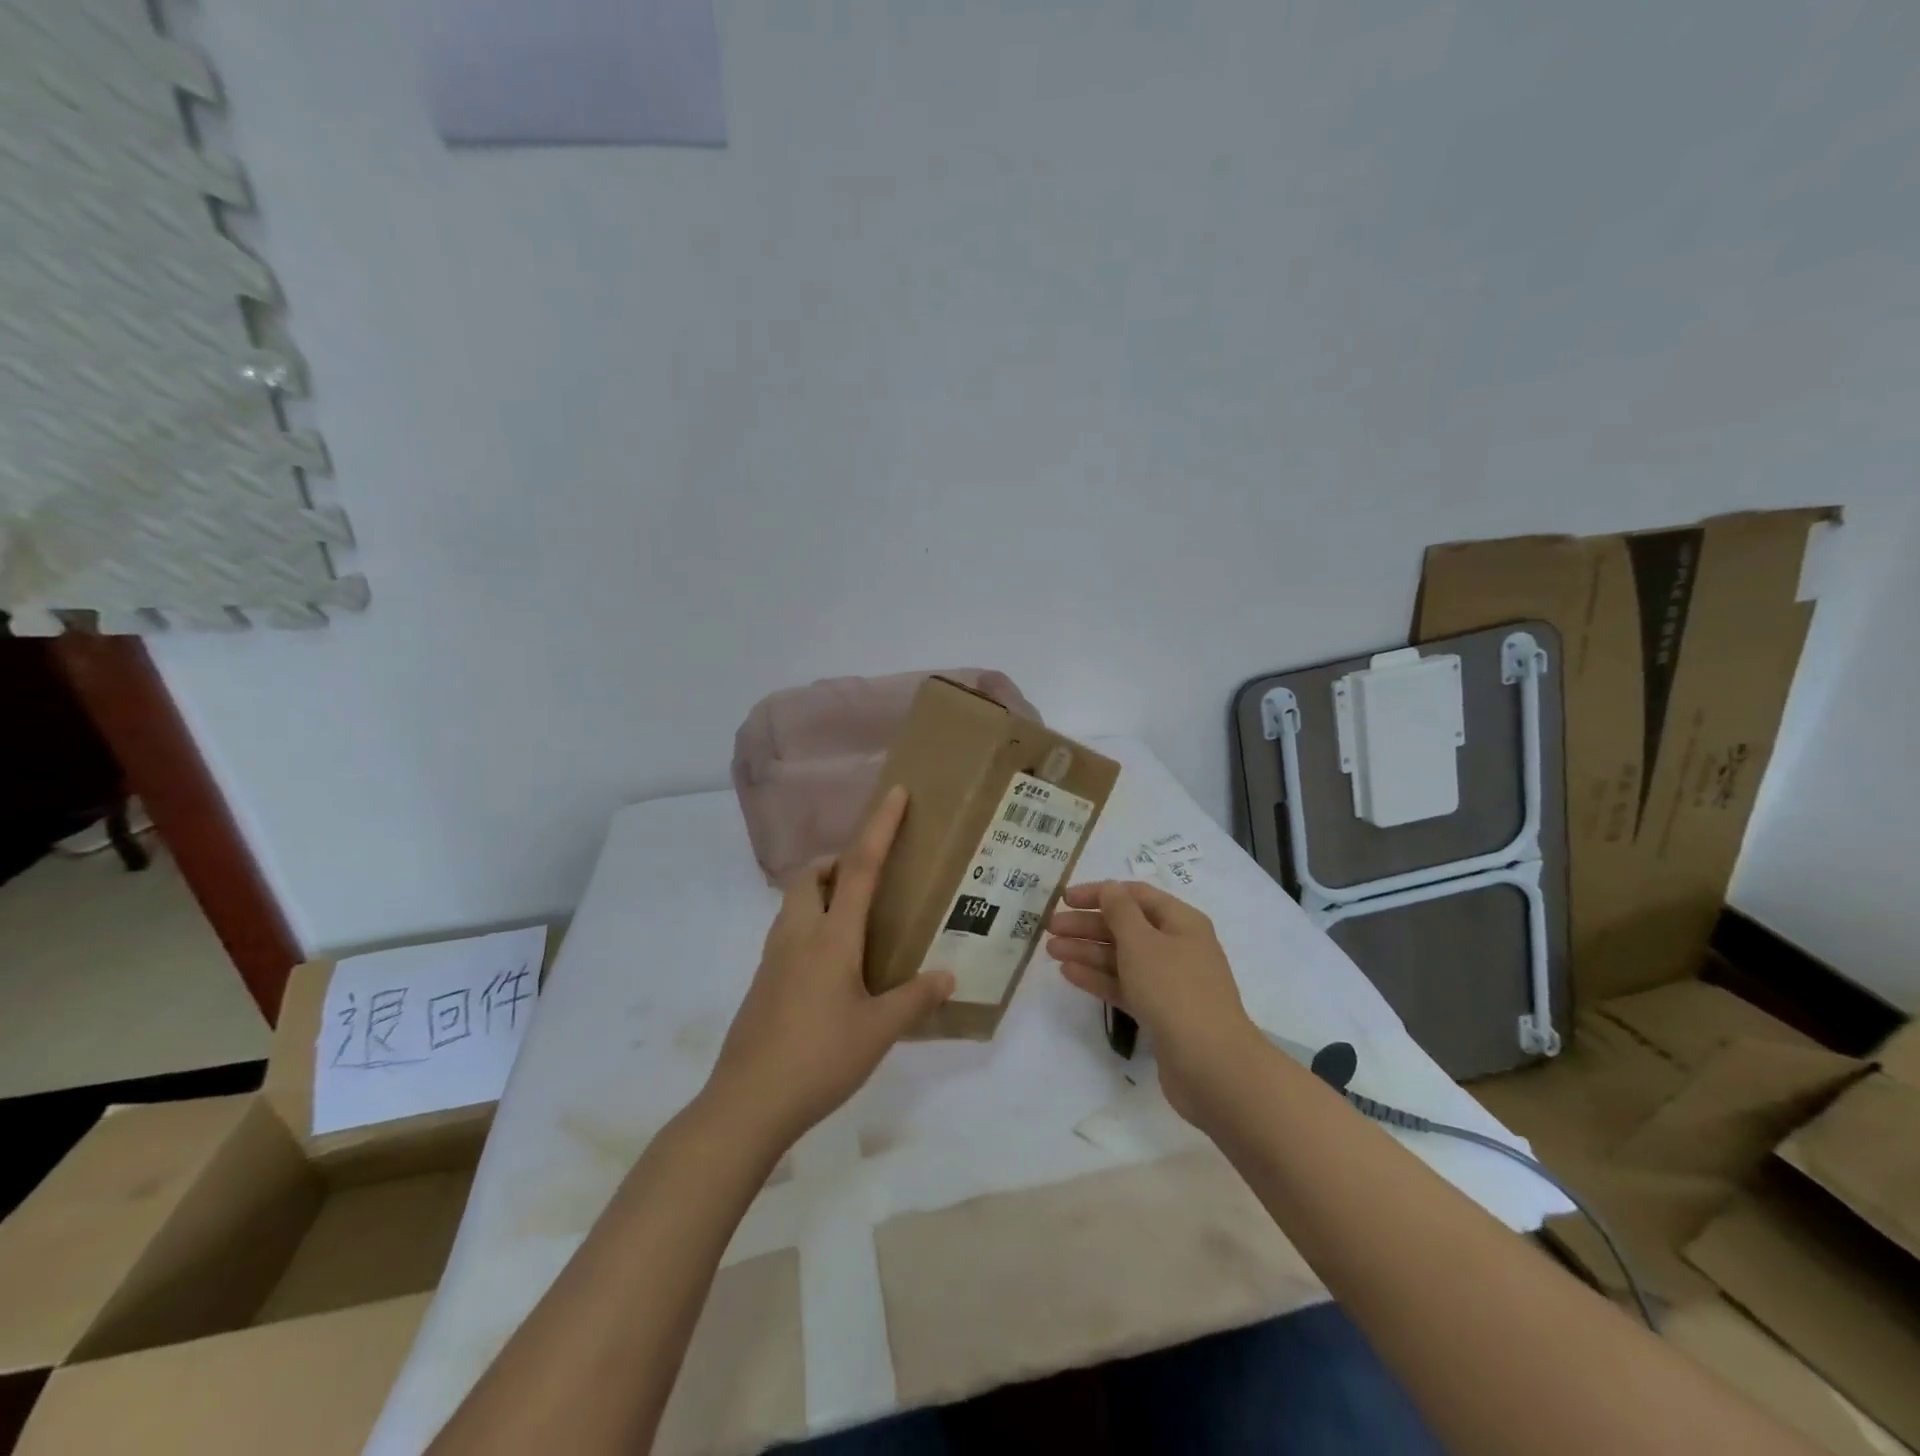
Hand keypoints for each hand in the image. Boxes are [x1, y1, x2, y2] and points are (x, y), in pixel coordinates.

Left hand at [706, 785, 954, 1151]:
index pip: (859, 868)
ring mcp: (773, 957)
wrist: (747, 1104)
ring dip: (822, 892)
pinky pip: (788, 931)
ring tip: (856, 921)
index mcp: (831, 938)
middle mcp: (798, 935)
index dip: (879, 827)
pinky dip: (811, 923)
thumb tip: (947, 976)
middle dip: (837, 862)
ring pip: (794, 902)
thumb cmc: (819, 1059)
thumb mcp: (877, 1032)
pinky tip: (833, 965)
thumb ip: (914, 999)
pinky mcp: (762, 980)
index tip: (896, 795)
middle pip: (810, 875)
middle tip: (869, 880)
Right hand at [1048, 880, 1260, 1124]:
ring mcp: (1169, 981)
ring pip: (1121, 957)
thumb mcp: (1142, 941)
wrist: (1209, 1064)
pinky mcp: (1159, 1012)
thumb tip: (1109, 888)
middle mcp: (1177, 946)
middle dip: (1087, 924)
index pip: (1135, 895)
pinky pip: (1124, 985)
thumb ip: (1120, 911)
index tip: (1064, 898)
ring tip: (1051, 950)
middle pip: (1125, 926)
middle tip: (1050, 927)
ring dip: (1087, 951)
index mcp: (1181, 921)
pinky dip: (1098, 977)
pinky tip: (1069, 974)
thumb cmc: (1173, 989)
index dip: (1099, 893)